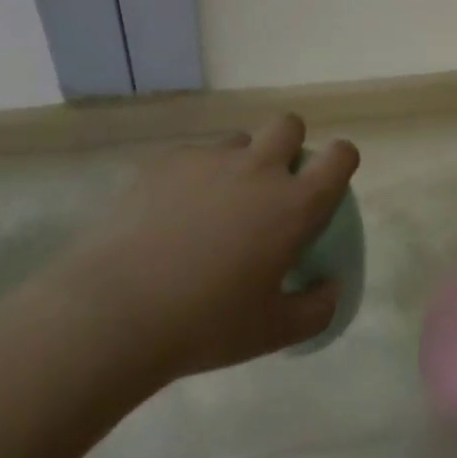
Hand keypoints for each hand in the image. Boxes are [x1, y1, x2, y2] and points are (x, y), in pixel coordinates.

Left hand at [55, 113, 358, 382]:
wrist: (115, 311)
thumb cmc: (206, 325)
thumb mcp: (273, 333)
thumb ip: (316, 309)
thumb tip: (331, 287)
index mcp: (294, 204)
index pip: (340, 156)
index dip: (341, 161)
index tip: (328, 181)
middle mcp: (258, 168)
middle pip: (289, 125)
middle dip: (289, 144)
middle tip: (272, 186)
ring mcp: (209, 159)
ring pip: (238, 141)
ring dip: (239, 163)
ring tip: (214, 207)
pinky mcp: (166, 162)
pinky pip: (193, 158)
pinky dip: (193, 178)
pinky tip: (170, 217)